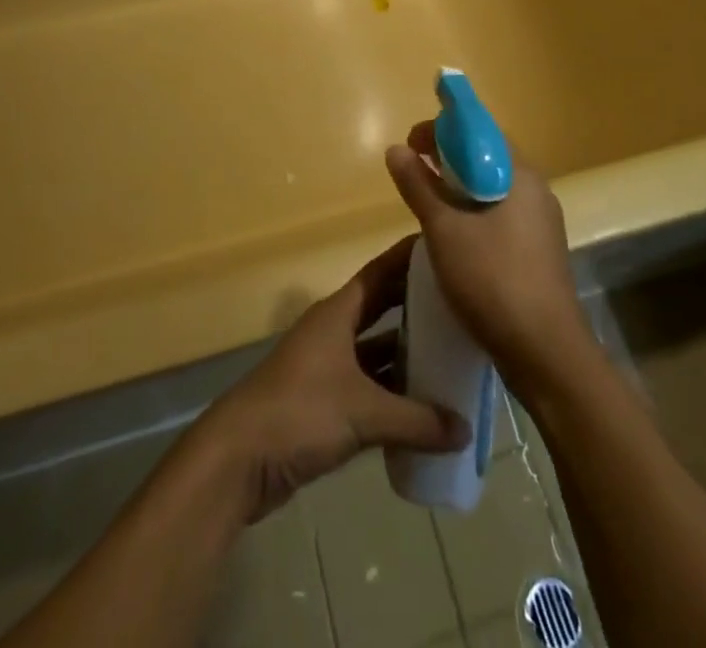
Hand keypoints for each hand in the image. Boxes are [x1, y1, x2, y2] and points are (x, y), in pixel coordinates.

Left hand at [189, 236, 468, 522]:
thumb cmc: (300, 412)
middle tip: (460, 303)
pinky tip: (423, 406)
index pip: (380, 273)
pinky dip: (392, 392)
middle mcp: (333, 332)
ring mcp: (326, 368)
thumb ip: (417, 420)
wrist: (239, 459)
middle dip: (415, 306)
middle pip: (380, 309)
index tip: (442, 246)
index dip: (408, 259)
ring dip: (406, 353)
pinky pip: (368, 387)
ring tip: (451, 354)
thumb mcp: (364, 413)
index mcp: (337, 314)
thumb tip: (466, 429)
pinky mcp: (323, 404)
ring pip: (375, 351)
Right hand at [385, 122, 592, 400]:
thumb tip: (396, 149)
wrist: (546, 353)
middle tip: (414, 168)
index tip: (412, 141)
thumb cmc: (492, 279)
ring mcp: (541, 224)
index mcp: (521, 175)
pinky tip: (452, 233)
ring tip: (426, 199)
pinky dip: (473, 212)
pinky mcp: (538, 252)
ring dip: (459, 187)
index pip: (481, 132)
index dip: (444, 129)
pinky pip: (501, 215)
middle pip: (488, 159)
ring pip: (493, 189)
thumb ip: (418, 186)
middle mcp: (536, 191)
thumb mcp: (444, 229)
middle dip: (448, 157)